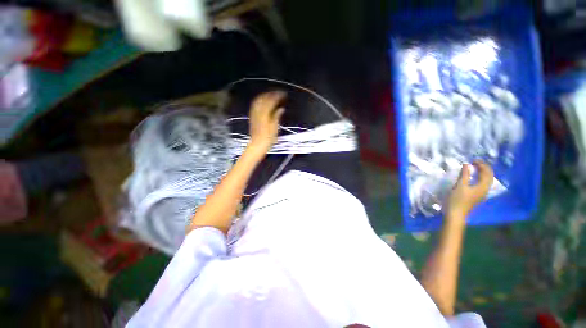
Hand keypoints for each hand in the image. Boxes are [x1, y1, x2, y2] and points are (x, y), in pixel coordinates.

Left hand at [248, 91, 285, 155]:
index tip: (284, 94)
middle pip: (264, 98)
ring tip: (272, 95)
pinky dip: (260, 100)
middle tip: (278, 93)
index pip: (271, 101)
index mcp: (265, 113)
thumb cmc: (268, 138)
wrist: (257, 144)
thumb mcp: (275, 127)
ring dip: (265, 96)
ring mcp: (254, 113)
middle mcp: (258, 111)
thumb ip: (277, 116)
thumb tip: (281, 109)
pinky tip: (264, 101)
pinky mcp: (252, 116)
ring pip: (259, 100)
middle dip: (271, 94)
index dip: (278, 96)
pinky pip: (255, 104)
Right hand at [447, 161, 493, 221]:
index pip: (487, 173)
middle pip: (489, 177)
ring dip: (482, 173)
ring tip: (476, 168)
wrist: (455, 213)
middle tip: (476, 162)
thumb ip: (464, 175)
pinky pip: (482, 184)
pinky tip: (474, 178)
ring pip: (486, 181)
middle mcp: (485, 190)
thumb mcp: (460, 186)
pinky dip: (480, 178)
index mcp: (482, 187)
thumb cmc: (457, 199)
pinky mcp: (476, 196)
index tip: (474, 160)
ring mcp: (481, 194)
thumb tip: (467, 164)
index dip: (482, 165)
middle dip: (484, 168)